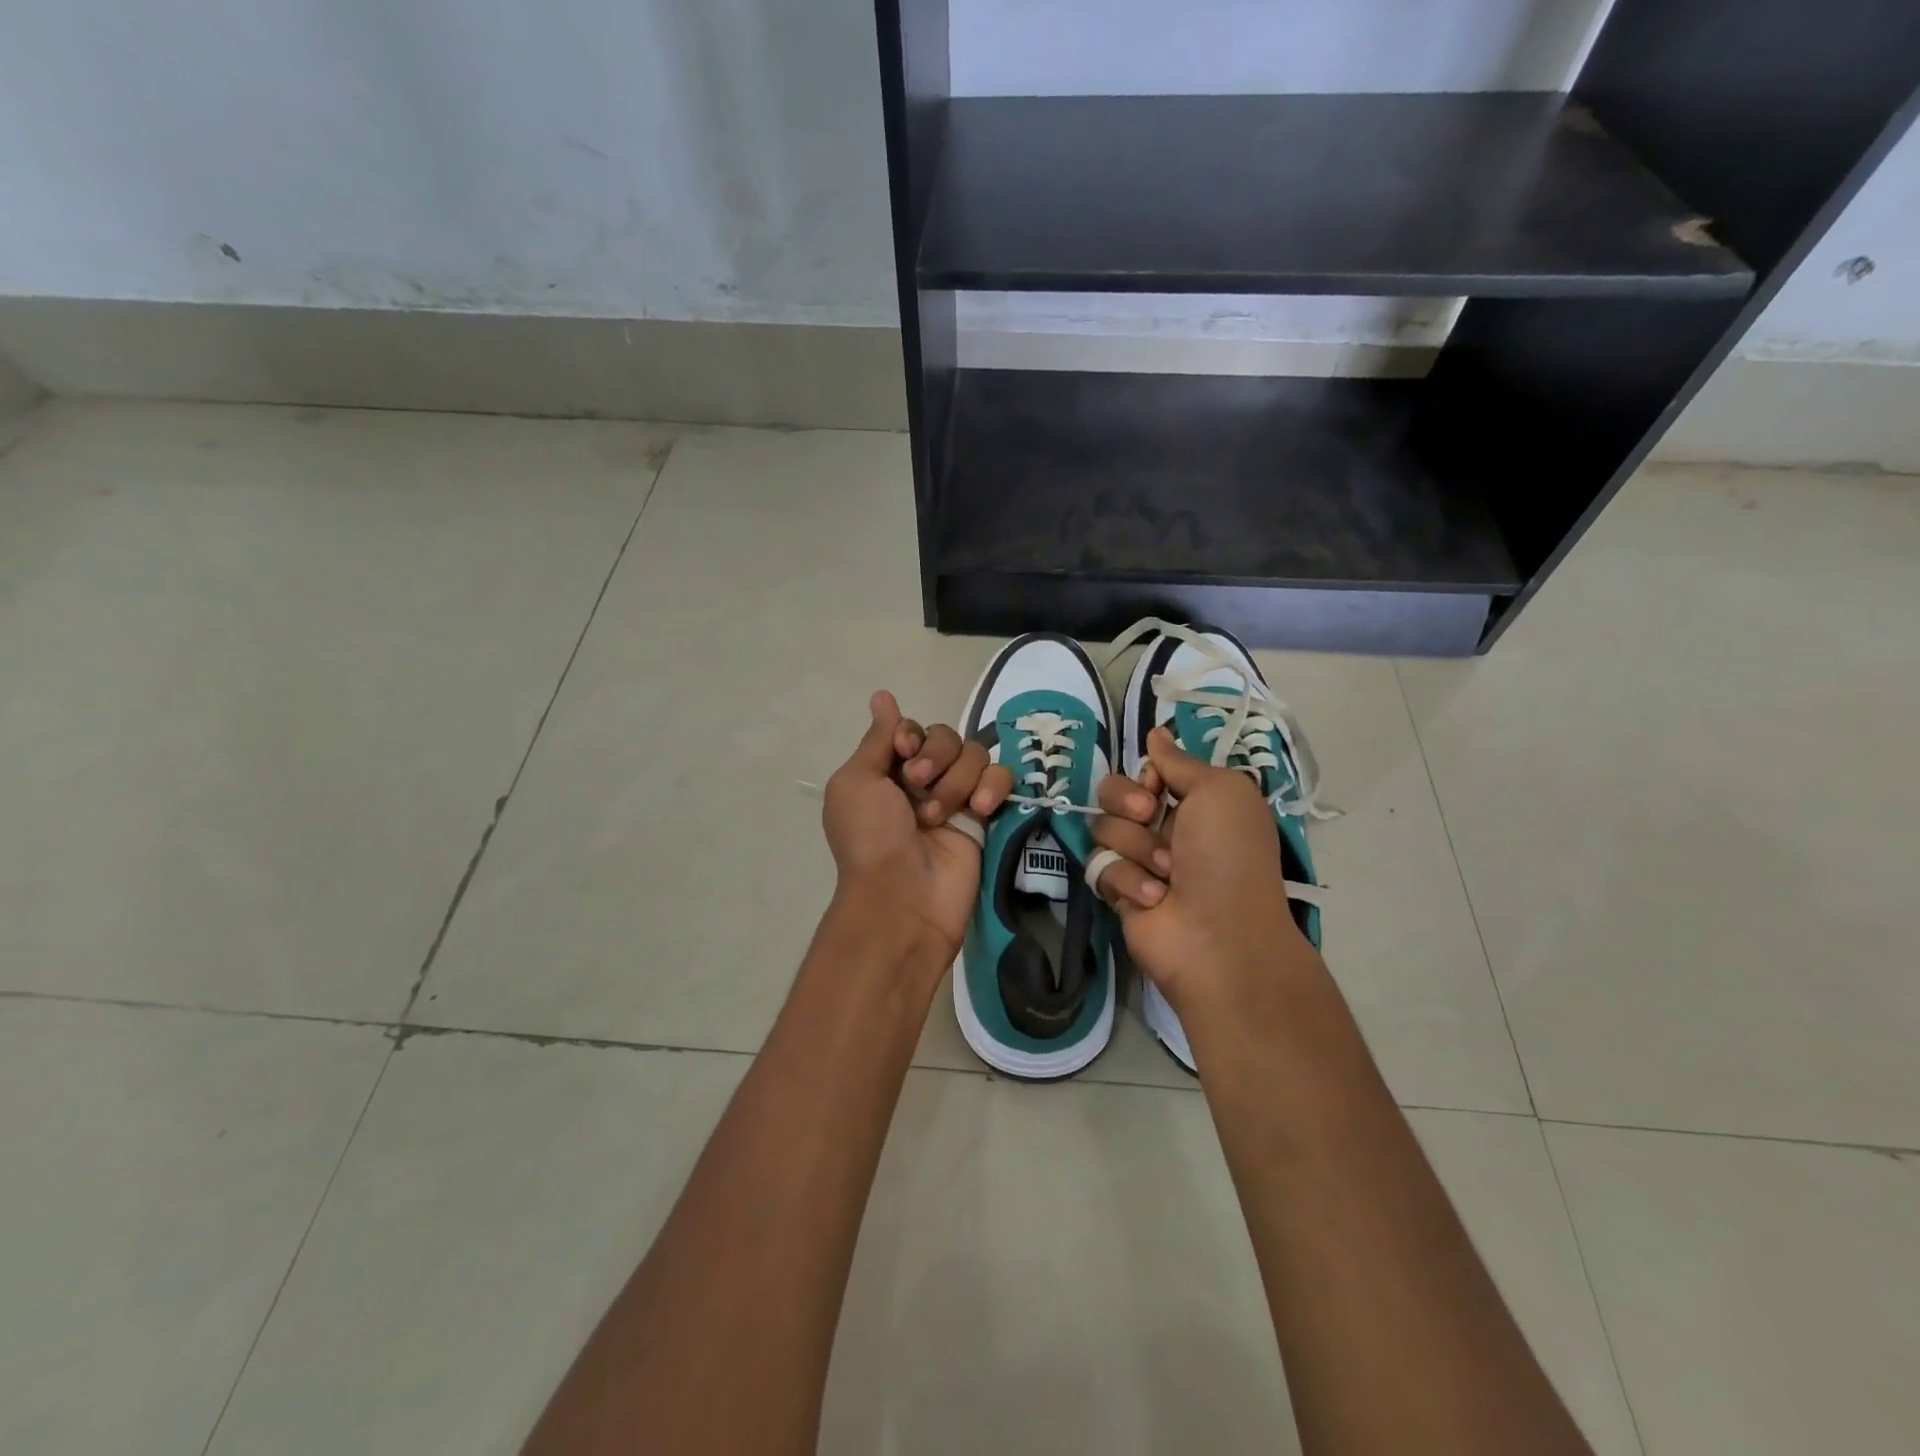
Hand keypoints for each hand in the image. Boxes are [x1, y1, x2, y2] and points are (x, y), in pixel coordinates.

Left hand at [822, 691, 1013, 955]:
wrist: (902, 896)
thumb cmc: (870, 837)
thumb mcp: (856, 782)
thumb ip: (877, 738)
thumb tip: (882, 696)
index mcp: (887, 771)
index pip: (912, 729)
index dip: (911, 734)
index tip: (904, 750)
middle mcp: (922, 781)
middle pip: (946, 736)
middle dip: (934, 756)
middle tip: (917, 786)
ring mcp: (956, 798)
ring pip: (974, 755)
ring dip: (956, 779)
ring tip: (940, 815)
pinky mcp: (986, 817)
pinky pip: (1001, 779)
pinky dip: (993, 786)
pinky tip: (979, 809)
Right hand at [1091, 727, 1314, 1016]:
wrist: (1219, 936)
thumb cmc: (1229, 855)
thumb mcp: (1220, 791)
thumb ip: (1180, 761)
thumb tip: (1157, 733)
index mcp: (1195, 803)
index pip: (1147, 771)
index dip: (1147, 775)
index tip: (1157, 785)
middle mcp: (1167, 827)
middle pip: (1114, 793)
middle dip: (1126, 801)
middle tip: (1147, 816)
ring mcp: (1141, 860)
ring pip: (1104, 828)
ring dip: (1136, 846)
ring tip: (1166, 872)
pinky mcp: (1119, 891)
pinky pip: (1101, 866)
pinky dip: (1128, 879)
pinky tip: (1154, 898)